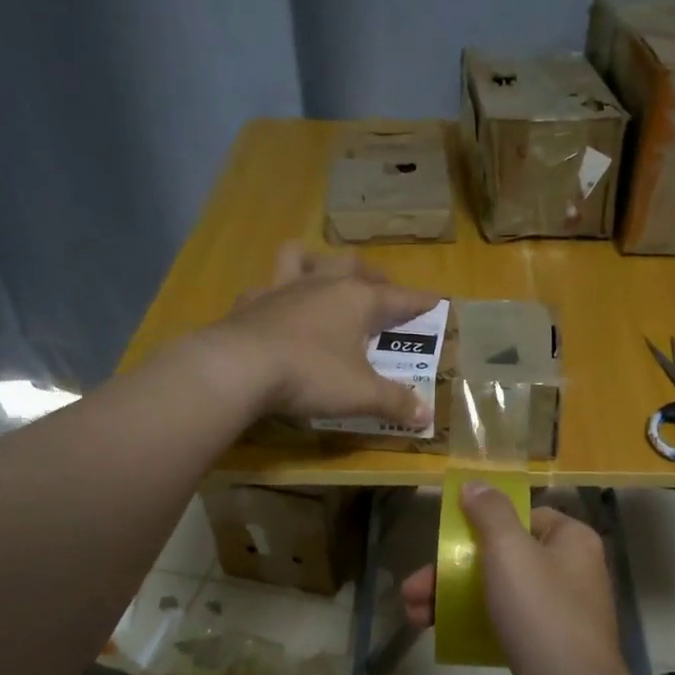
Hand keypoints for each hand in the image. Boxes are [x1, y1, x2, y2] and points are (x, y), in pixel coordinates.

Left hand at [208, 243, 440, 425]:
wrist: (238, 368)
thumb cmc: (311, 375)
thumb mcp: (361, 394)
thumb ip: (395, 402)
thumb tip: (427, 416)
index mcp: (356, 300)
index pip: (398, 297)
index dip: (419, 302)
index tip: (436, 300)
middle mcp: (322, 284)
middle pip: (352, 266)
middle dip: (371, 275)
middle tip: (381, 286)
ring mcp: (282, 289)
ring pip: (303, 258)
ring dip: (317, 261)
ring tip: (324, 274)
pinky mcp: (250, 303)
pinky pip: (265, 287)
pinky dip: (274, 293)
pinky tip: (274, 306)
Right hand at [401, 483, 632, 674]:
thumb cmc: (541, 614)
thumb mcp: (509, 552)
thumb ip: (490, 513)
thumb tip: (475, 484)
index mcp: (571, 540)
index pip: (524, 516)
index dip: (482, 524)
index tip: (447, 539)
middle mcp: (572, 571)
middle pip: (502, 557)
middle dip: (450, 571)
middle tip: (411, 589)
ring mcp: (562, 612)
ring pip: (498, 592)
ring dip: (452, 599)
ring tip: (411, 616)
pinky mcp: (549, 647)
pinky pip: (506, 624)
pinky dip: (474, 625)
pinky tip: (440, 635)